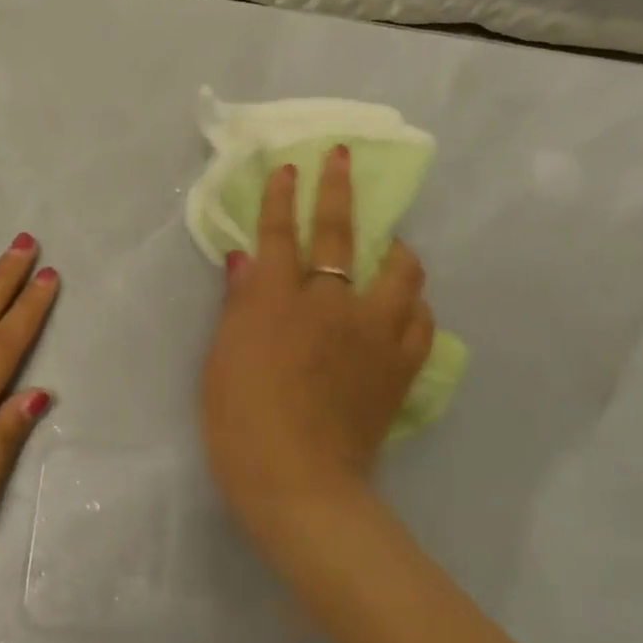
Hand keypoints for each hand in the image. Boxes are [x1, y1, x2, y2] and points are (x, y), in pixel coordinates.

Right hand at [201, 147, 434, 537]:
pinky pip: (421, 322)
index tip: (289, 167)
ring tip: (391, 245)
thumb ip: (238, 305)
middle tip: (340, 158)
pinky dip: (414, 306)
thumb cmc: (240, 424)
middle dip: (337, 189)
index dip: (282, 197)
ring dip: (395, 249)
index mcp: (278, 301)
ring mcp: (372, 333)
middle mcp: (330, 304)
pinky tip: (406, 307)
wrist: (298, 484)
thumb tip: (245, 261)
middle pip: (340, 234)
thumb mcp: (221, 361)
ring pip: (400, 272)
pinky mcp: (399, 367)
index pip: (280, 234)